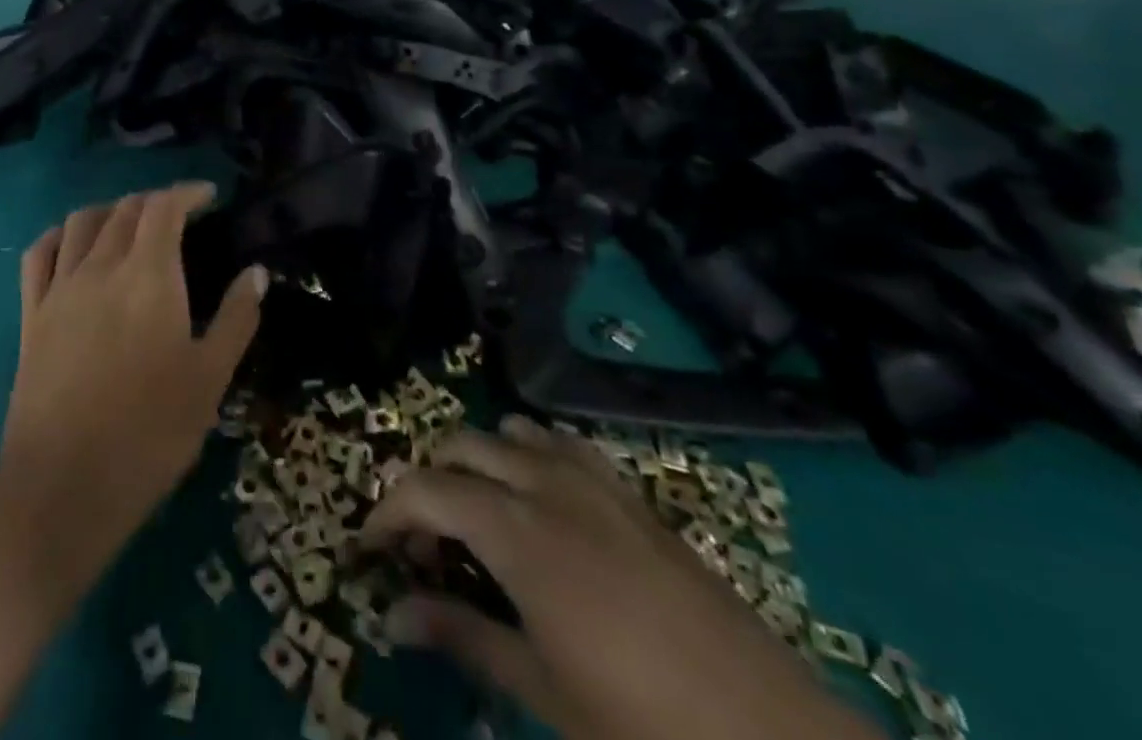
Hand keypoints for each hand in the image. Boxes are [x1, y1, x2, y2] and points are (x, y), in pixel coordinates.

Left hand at [0, 183, 265, 596]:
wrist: (63, 486)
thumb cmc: (150, 432)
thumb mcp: (210, 378)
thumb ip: (237, 318)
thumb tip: (256, 272)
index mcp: (149, 275)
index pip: (164, 207)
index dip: (187, 192)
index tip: (208, 196)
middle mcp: (101, 267)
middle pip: (125, 210)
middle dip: (155, 201)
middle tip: (178, 215)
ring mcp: (60, 289)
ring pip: (82, 222)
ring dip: (110, 210)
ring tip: (130, 223)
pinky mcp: (31, 316)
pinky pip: (39, 254)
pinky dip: (61, 235)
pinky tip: (73, 243)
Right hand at [363, 417, 881, 739]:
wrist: (772, 737)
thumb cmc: (642, 727)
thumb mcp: (541, 689)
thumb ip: (463, 636)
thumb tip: (393, 614)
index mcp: (516, 531)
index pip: (426, 490)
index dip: (388, 510)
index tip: (370, 546)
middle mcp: (545, 483)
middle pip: (462, 447)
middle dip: (428, 482)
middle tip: (425, 545)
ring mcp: (591, 480)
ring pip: (510, 432)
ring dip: (478, 460)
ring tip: (478, 518)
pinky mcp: (629, 492)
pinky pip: (561, 445)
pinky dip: (530, 455)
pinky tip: (541, 504)